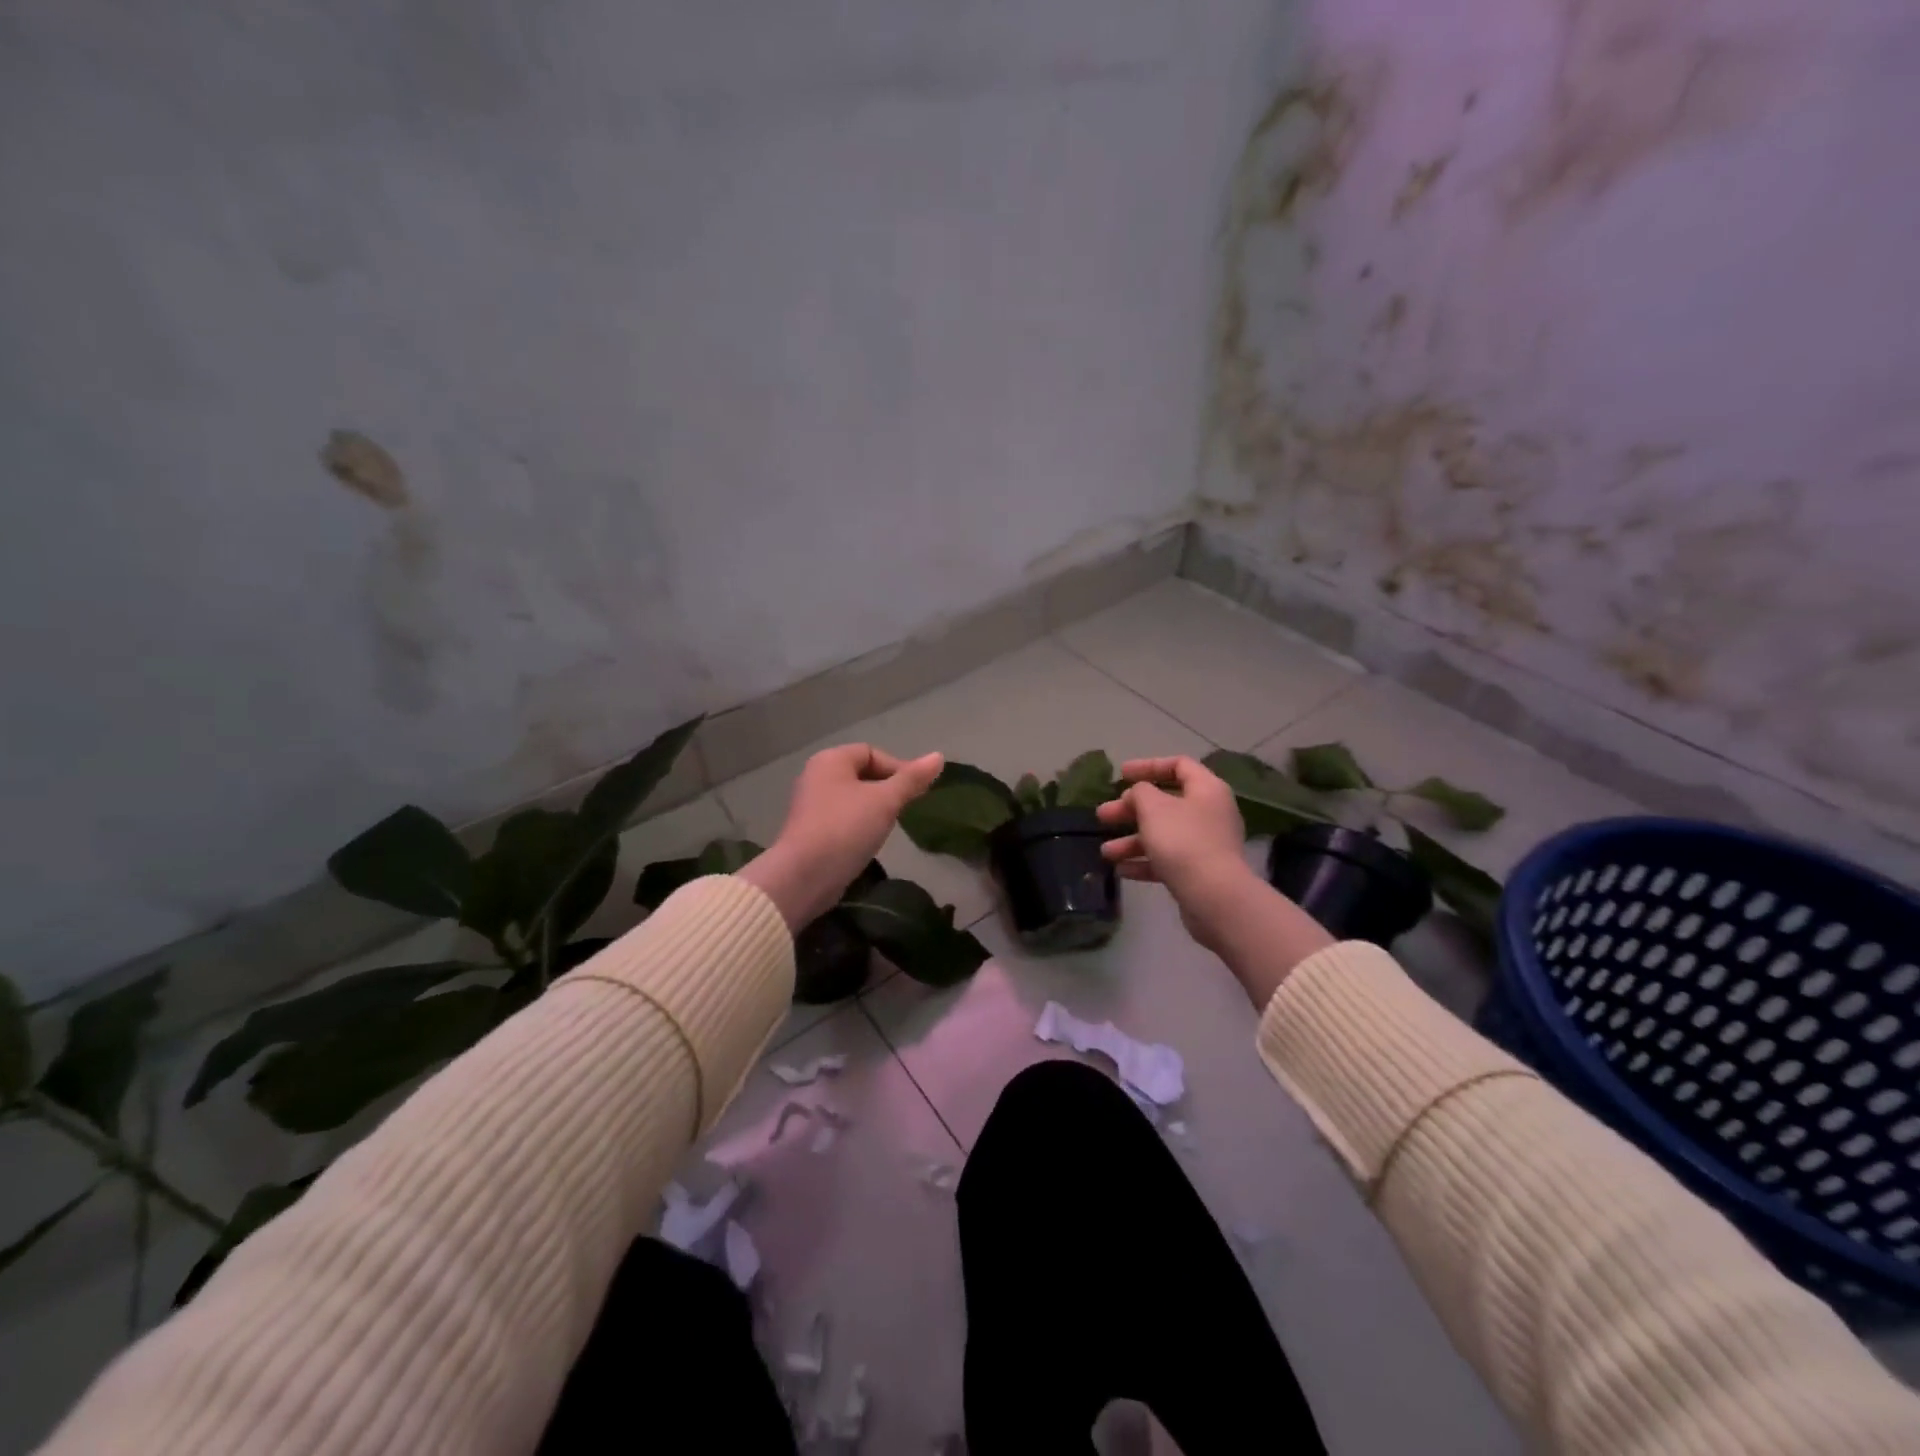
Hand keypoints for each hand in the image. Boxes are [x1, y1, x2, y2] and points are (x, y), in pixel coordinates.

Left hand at [737, 744, 943, 931]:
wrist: (804, 876)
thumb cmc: (846, 828)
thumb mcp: (885, 801)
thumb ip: (912, 779)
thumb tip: (938, 756)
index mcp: (830, 760)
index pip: (871, 752)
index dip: (897, 768)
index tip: (915, 792)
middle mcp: (816, 777)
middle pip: (862, 774)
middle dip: (887, 789)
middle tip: (905, 809)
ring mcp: (811, 806)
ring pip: (853, 799)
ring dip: (874, 809)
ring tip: (889, 826)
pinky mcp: (810, 832)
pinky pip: (842, 819)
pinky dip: (859, 826)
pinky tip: (869, 842)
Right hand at [1096, 756, 1261, 956]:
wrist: (1214, 896)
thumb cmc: (1183, 841)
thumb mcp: (1153, 807)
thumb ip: (1140, 792)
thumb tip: (1139, 794)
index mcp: (1206, 789)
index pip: (1178, 765)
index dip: (1148, 765)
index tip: (1120, 774)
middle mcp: (1210, 812)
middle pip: (1165, 803)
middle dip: (1130, 810)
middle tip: (1104, 815)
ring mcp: (1206, 844)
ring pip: (1163, 834)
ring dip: (1132, 841)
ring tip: (1106, 852)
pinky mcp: (1200, 871)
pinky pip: (1168, 859)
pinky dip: (1145, 862)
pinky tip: (1122, 870)